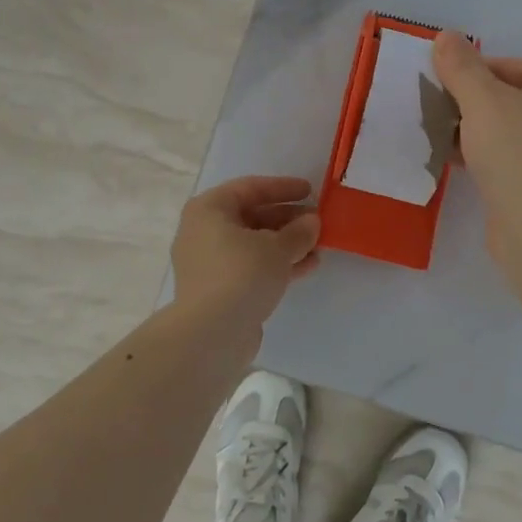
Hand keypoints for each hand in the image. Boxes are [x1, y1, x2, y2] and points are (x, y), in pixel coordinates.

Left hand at [170, 175, 320, 340]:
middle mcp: (203, 231)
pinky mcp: (218, 289)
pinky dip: (276, 264)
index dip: (283, 188)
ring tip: (318, 246)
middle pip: (251, 217)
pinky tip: (306, 267)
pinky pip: (251, 267)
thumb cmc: (241, 274)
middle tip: (317, 221)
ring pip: (253, 244)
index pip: (250, 188)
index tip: (311, 190)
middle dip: (287, 219)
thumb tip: (312, 222)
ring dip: (286, 244)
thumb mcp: (277, 247)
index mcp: (209, 209)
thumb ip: (299, 231)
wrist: (212, 333)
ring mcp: (209, 263)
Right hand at [431, 30, 521, 270]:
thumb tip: (445, 36)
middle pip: (503, 97)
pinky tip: (448, 161)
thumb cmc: (520, 151)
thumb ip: (461, 67)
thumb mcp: (483, 100)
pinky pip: (504, 159)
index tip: (433, 87)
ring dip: (467, 131)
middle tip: (427, 112)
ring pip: (502, 130)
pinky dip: (478, 157)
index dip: (466, 73)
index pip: (505, 65)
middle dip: (464, 104)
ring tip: (431, 136)